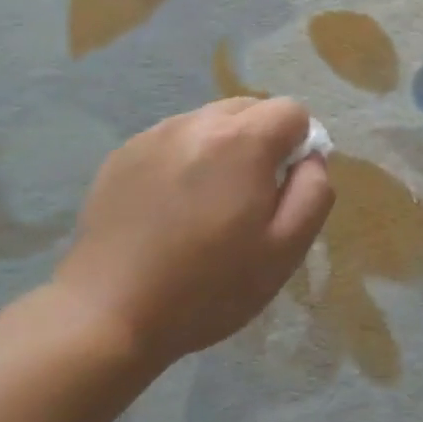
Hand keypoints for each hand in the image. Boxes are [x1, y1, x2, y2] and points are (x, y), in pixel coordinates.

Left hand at [52, 98, 333, 368]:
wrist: (109, 313)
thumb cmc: (208, 287)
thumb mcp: (285, 250)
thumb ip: (314, 191)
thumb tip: (311, 157)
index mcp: (242, 140)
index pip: (292, 110)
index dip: (299, 146)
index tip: (282, 189)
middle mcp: (197, 121)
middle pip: (249, 108)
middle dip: (260, 142)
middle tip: (247, 199)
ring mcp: (154, 134)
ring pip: (208, 122)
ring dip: (221, 149)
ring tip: (204, 205)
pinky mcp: (122, 154)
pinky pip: (171, 141)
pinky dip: (183, 160)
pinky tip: (168, 209)